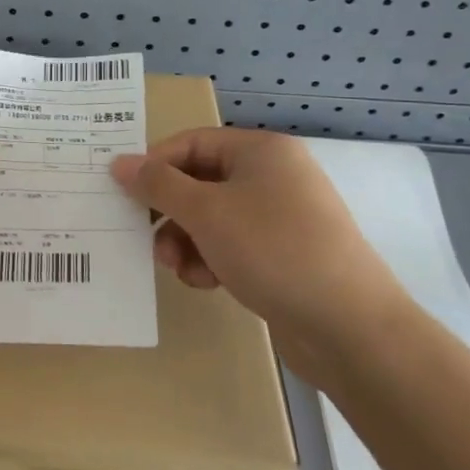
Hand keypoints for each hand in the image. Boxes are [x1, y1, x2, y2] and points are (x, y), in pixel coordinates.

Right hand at [111, 128, 414, 386]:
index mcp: (261, 151)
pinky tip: (207, 282)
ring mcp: (282, 216)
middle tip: (147, 238)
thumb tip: (119, 162)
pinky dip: (211, 259)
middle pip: (200, 181)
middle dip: (170, 213)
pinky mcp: (284, 253)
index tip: (124, 195)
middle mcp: (273, 176)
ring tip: (179, 268)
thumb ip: (158, 185)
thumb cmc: (273, 250)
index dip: (155, 165)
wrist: (349, 327)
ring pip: (212, 218)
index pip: (191, 143)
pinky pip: (232, 244)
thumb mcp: (206, 213)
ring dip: (186, 241)